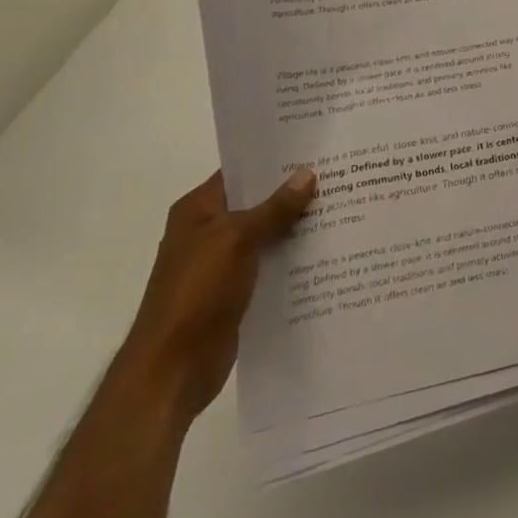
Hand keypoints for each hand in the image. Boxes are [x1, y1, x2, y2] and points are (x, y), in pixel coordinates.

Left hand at [115, 166, 317, 422]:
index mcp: (198, 210)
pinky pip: (271, 265)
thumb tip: (307, 174)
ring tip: (345, 207)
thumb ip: (274, 208)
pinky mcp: (237, 292)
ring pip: (269, 234)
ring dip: (299, 226)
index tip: (316, 148)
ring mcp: (223, 264)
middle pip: (258, 202)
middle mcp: (209, 232)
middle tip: (341, 175)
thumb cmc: (197, 293)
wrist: (172, 370)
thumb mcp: (237, 239)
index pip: (241, 171)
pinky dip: (295, 258)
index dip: (275, 159)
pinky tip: (329, 251)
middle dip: (295, 192)